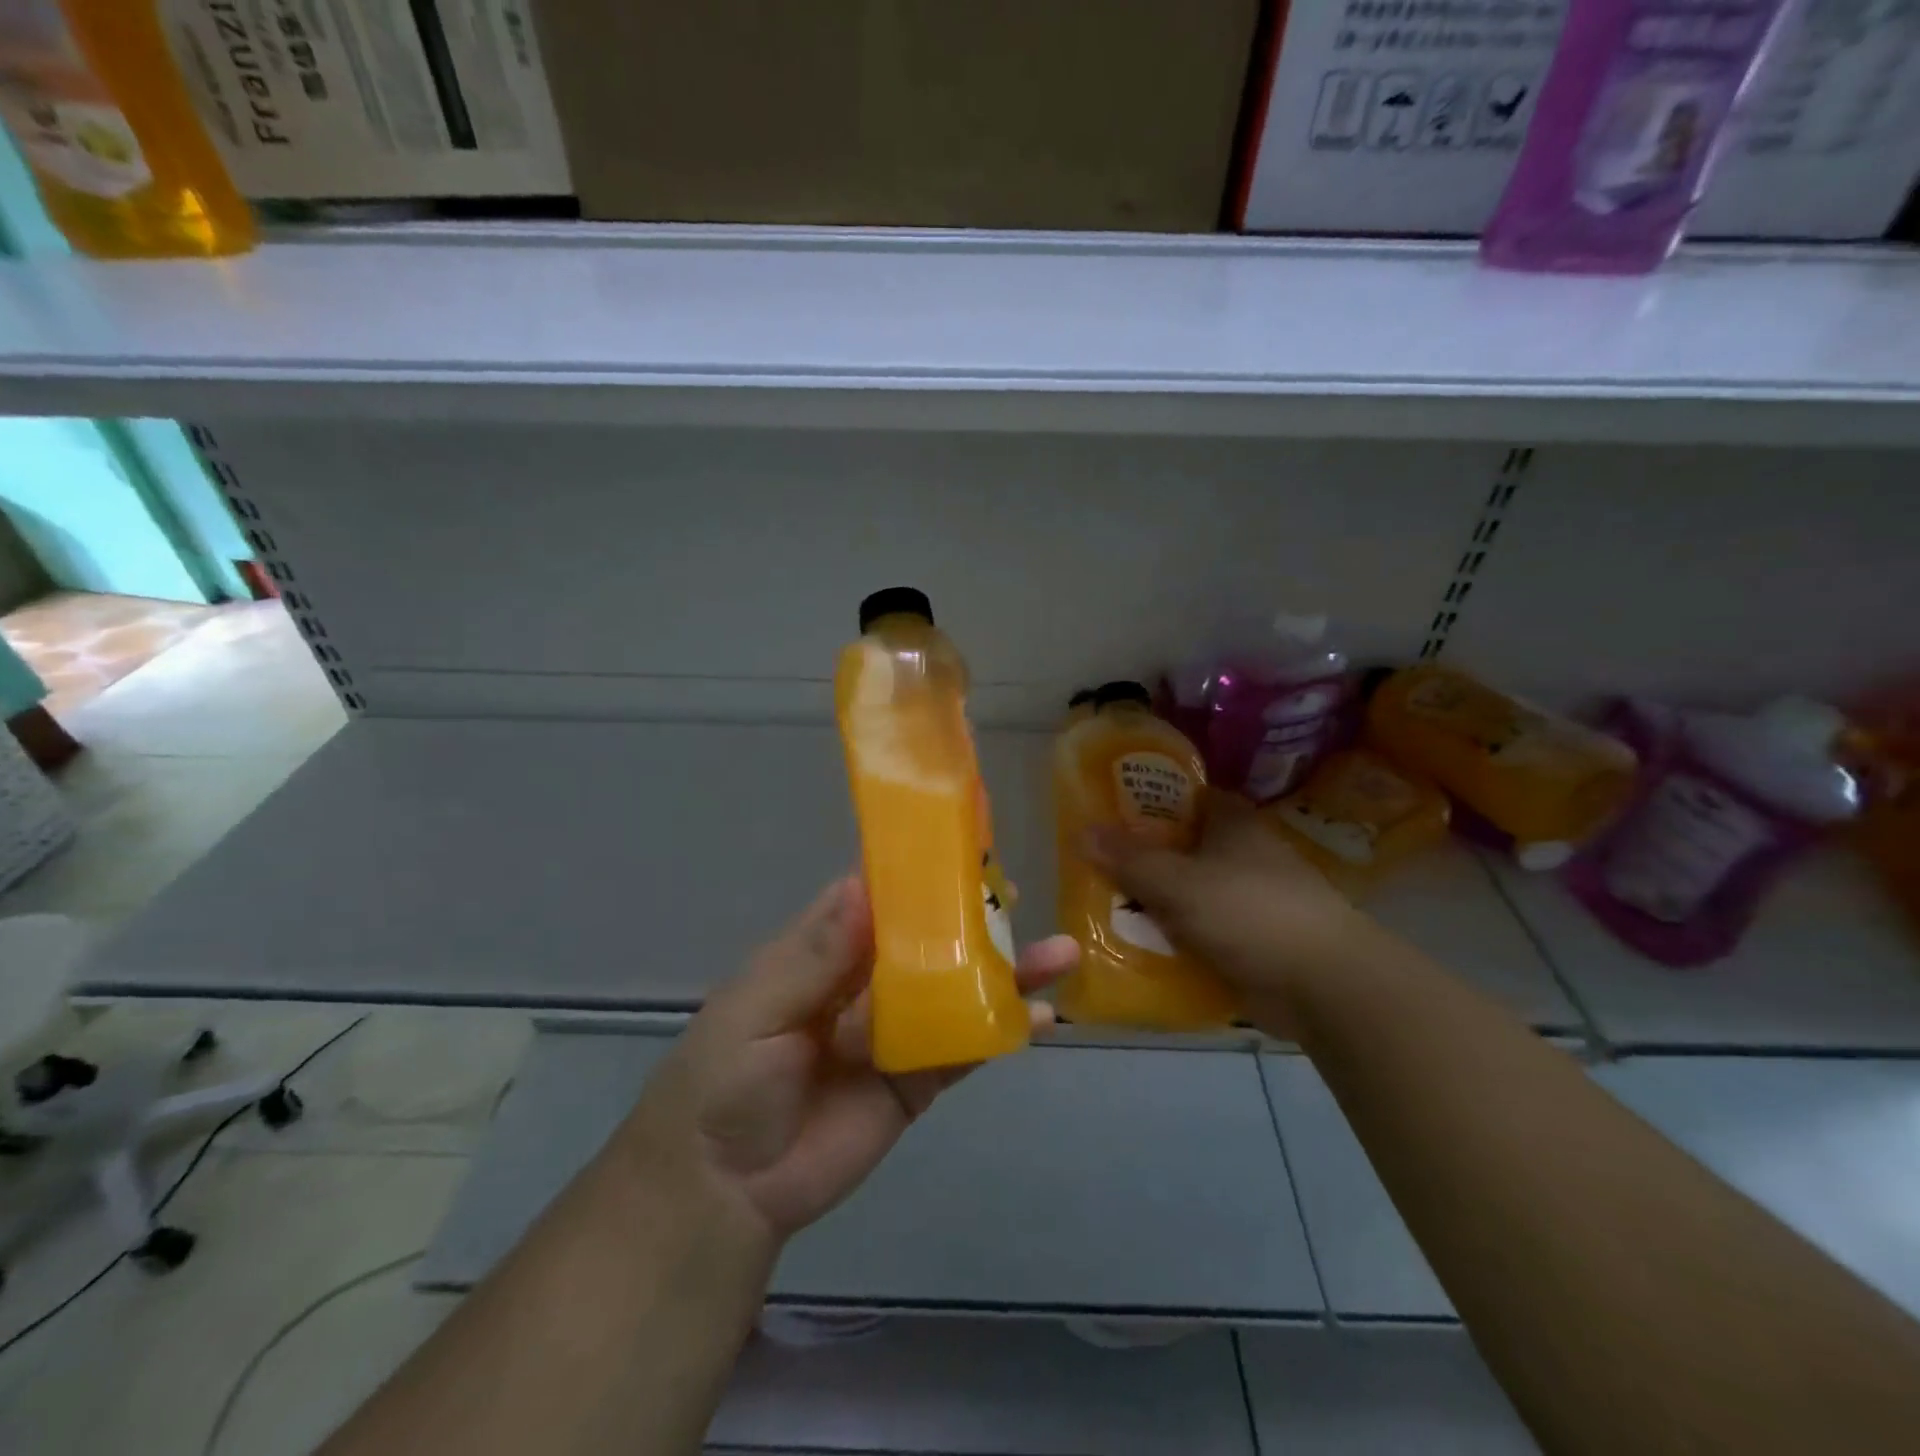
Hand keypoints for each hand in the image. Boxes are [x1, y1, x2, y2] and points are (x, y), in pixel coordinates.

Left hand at [616, 878, 1076, 1245]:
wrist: (724, 1189)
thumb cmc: (725, 1079)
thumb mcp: (758, 1008)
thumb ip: (816, 955)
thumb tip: (861, 885)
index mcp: (826, 949)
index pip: (877, 895)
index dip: (915, 870)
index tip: (962, 844)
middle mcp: (868, 980)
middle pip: (929, 938)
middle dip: (972, 916)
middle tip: (1016, 892)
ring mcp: (897, 1029)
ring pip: (958, 989)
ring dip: (1005, 971)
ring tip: (1059, 952)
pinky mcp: (917, 1079)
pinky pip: (964, 1048)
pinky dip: (1002, 1031)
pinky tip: (1041, 1019)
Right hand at [1083, 790, 1372, 1035]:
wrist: (1322, 985)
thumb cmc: (1249, 912)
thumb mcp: (1179, 882)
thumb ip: (1129, 859)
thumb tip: (1081, 831)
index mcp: (1232, 823)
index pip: (1185, 797)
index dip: (1147, 801)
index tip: (1108, 814)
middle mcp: (1242, 854)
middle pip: (1182, 847)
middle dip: (1142, 858)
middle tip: (1094, 867)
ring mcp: (1249, 899)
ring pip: (1189, 892)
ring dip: (1156, 903)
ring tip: (1104, 909)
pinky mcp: (1251, 940)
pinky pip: (1201, 931)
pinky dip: (1176, 938)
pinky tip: (1140, 947)